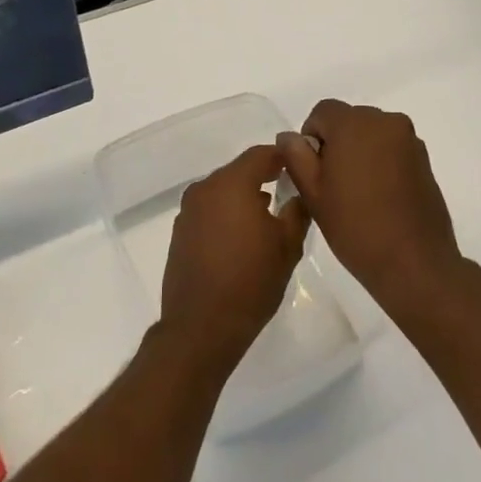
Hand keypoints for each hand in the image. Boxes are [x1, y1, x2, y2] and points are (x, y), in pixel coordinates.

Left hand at [160, 146, 308, 369]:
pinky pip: (209, 211)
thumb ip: (297, 210)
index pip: (261, 154)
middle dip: (263, 177)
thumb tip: (299, 194)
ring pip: (223, 191)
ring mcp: (188, 211)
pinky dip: (227, 214)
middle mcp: (204, 190)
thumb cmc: (251, 282)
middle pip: (239, 171)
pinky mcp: (180, 233)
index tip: (300, 167)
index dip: (283, 157)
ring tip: (268, 217)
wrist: (202, 327)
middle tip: (288, 192)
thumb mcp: (288, 245)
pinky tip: (242, 237)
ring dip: (244, 197)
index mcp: (231, 184)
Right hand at [277, 101, 464, 317]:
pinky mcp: (424, 159)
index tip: (313, 171)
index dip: (311, 137)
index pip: (322, 111)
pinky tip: (379, 196)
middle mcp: (385, 121)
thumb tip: (289, 137)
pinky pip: (392, 148)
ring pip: (372, 133)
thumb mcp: (313, 193)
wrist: (413, 262)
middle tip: (332, 183)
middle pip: (349, 119)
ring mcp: (409, 139)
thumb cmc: (355, 226)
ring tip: (357, 192)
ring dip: (360, 151)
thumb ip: (296, 157)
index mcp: (354, 124)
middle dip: (337, 142)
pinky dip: (381, 161)